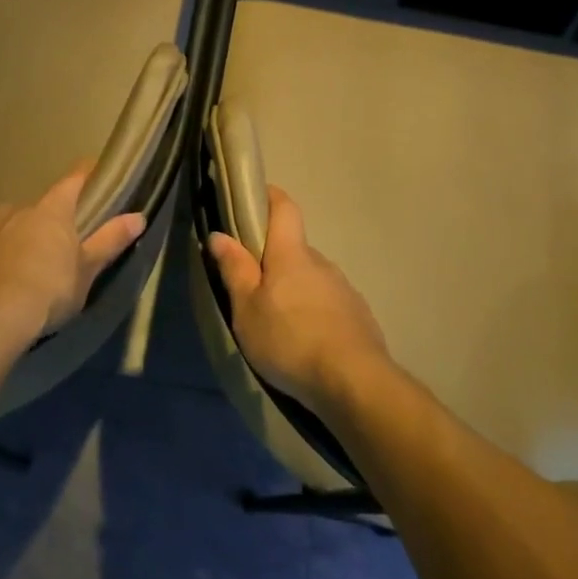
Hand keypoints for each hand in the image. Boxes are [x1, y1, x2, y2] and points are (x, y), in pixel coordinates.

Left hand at [0, 167, 146, 344]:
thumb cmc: (47, 291)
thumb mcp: (87, 271)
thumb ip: (110, 240)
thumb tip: (139, 216)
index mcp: (50, 212)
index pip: (72, 182)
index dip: (84, 176)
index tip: (92, 172)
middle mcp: (12, 212)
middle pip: (32, 211)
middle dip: (39, 224)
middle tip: (48, 251)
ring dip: (5, 243)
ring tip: (10, 273)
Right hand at [207, 187, 389, 413]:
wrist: (354, 381)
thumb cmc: (290, 340)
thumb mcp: (247, 309)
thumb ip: (235, 270)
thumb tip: (219, 234)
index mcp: (291, 254)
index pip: (284, 208)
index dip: (269, 196)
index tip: (253, 198)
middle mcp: (321, 262)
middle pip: (294, 248)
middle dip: (274, 259)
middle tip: (253, 286)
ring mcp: (344, 288)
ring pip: (312, 278)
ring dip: (295, 289)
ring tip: (278, 322)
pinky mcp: (358, 315)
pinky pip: (329, 302)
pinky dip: (314, 312)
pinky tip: (306, 340)